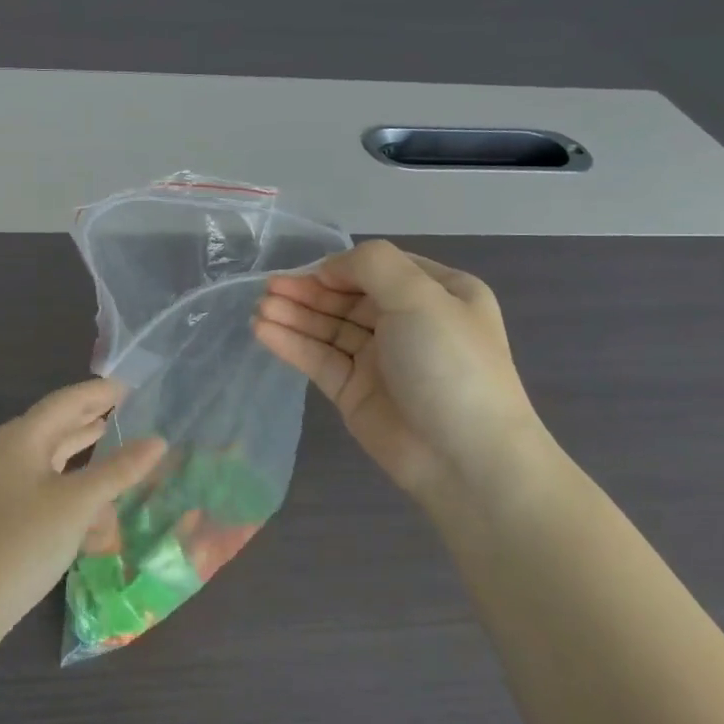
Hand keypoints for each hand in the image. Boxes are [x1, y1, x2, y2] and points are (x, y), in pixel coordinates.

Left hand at [0, 379, 165, 635]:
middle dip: (87, 414)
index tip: (128, 386)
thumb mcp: (79, 502)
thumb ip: (119, 470)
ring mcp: (2, 480)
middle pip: (54, 422)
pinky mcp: (4, 507)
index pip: (65, 402)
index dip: (97, 392)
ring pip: (47, 451)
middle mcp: (9, 450)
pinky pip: (41, 478)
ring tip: (106, 431)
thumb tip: (158, 441)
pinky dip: (67, 475)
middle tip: (122, 405)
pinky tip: (87, 486)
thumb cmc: (26, 540)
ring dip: (77, 443)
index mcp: (22, 437)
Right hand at [254, 241, 545, 504]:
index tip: (307, 272)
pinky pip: (319, 359)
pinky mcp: (354, 391)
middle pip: (348, 298)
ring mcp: (380, 359)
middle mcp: (409, 322)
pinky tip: (263, 331)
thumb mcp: (421, 297)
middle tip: (268, 288)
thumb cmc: (450, 364)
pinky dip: (291, 343)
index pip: (379, 269)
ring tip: (259, 309)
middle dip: (308, 291)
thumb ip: (372, 266)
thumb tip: (330, 267)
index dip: (340, 267)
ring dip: (294, 315)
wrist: (465, 458)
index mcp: (439, 294)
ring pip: (329, 328)